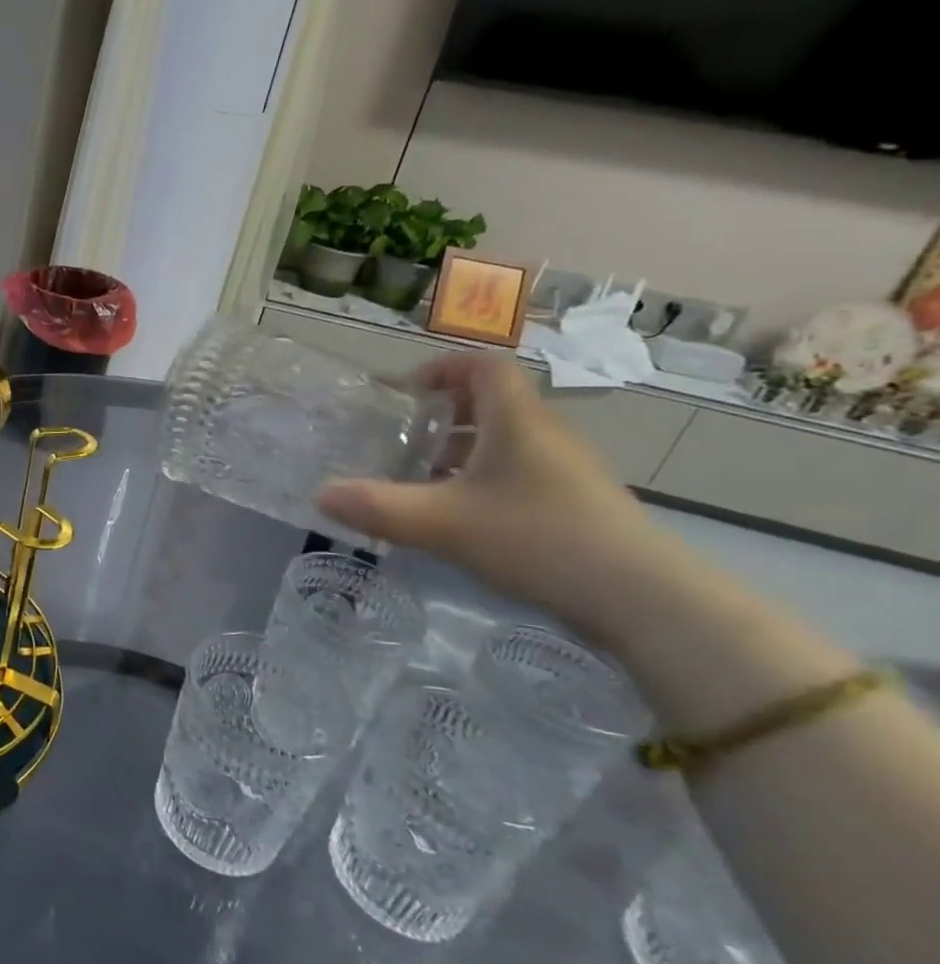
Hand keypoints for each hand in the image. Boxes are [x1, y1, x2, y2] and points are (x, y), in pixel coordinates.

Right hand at [317, 353, 669, 642]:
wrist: (642, 598)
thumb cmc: (537, 538)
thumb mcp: (442, 523)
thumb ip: (377, 507)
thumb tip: (320, 494)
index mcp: (516, 420)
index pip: (483, 366)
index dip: (442, 368)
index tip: (406, 392)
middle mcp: (545, 434)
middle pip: (492, 402)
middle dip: (443, 415)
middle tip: (403, 440)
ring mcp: (566, 469)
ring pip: (506, 440)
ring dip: (462, 450)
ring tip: (423, 481)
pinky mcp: (577, 502)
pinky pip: (521, 471)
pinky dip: (484, 479)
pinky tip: (462, 517)